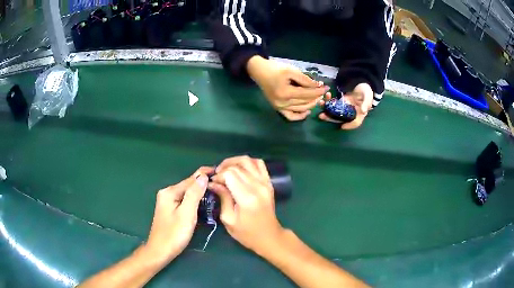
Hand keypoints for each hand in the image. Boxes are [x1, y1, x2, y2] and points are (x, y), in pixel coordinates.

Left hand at [144, 167, 213, 265]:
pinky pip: (185, 200)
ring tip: (216, 190)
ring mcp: (168, 202)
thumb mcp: (187, 213)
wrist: (160, 251)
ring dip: (200, 191)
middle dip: (203, 182)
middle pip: (188, 185)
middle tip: (221, 182)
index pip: (191, 179)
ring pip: (187, 193)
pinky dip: (195, 199)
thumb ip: (194, 194)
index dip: (205, 174)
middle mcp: (167, 193)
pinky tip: (203, 201)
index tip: (219, 170)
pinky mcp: (170, 210)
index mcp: (170, 192)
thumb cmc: (174, 234)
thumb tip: (202, 176)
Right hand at [208, 156, 285, 254]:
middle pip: (237, 166)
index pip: (230, 174)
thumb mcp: (229, 219)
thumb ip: (222, 198)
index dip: (218, 176)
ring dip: (234, 162)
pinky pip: (259, 164)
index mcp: (247, 197)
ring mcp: (265, 183)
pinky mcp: (269, 183)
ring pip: (247, 161)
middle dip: (223, 169)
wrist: (269, 237)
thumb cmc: (247, 233)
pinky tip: (240, 169)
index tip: (212, 183)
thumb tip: (213, 183)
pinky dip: (248, 162)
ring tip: (225, 170)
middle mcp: (258, 186)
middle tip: (216, 178)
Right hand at [247, 56, 329, 120]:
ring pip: (300, 109)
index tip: (326, 87)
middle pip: (305, 102)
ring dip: (311, 105)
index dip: (318, 91)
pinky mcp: (277, 108)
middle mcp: (282, 103)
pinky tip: (307, 112)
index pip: (307, 94)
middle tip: (323, 92)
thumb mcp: (291, 70)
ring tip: (317, 99)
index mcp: (286, 93)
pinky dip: (299, 116)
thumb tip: (318, 86)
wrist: (259, 71)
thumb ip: (305, 79)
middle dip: (316, 97)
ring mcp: (279, 107)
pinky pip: (290, 116)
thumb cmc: (275, 68)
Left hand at [319, 83, 373, 129]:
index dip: (349, 126)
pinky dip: (329, 100)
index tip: (342, 126)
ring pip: (334, 111)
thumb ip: (366, 103)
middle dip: (330, 118)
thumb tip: (363, 111)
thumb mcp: (368, 96)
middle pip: (340, 119)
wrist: (362, 84)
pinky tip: (327, 95)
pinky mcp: (340, 102)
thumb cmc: (366, 92)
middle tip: (322, 116)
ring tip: (321, 103)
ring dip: (326, 109)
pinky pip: (333, 103)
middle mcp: (351, 113)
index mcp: (359, 114)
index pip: (355, 123)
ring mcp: (345, 108)